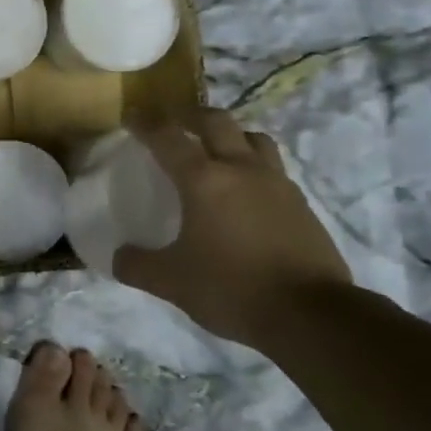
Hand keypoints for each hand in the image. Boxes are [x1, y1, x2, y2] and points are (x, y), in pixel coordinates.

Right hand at [113, 108, 353, 348]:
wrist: (311, 315)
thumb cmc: (232, 288)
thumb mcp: (171, 282)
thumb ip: (138, 265)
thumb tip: (119, 257)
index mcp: (204, 180)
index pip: (168, 138)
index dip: (146, 124)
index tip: (132, 116)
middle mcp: (242, 170)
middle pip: (216, 122)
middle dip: (191, 116)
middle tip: (175, 122)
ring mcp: (277, 184)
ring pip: (253, 138)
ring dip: (230, 135)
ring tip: (216, 151)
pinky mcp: (301, 204)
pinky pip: (273, 169)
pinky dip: (254, 166)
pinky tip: (246, 192)